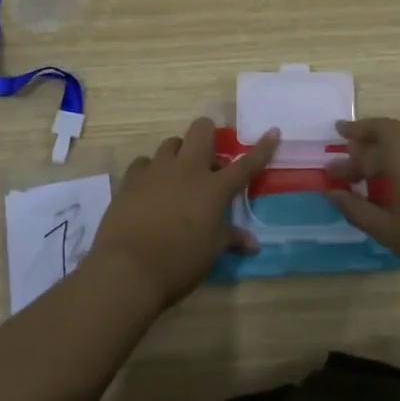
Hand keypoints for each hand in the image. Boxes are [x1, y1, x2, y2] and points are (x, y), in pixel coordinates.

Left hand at [89, 117, 279, 308]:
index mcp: (213, 189)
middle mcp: (187, 170)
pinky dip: (151, 171)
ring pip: (172, 143)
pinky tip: (149, 187)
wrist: (127, 270)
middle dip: (208, 135)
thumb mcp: (210, 253)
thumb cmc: (178, 264)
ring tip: (178, 175)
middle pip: (201, 130)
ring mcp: (157, 171)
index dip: (262, 148)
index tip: (272, 132)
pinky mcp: (131, 179)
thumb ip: (230, 239)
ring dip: (179, 154)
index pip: (245, 164)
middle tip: (208, 158)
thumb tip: (253, 243)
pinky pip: (144, 162)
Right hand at [328, 117, 399, 304]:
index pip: (365, 149)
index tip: (329, 172)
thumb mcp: (387, 230)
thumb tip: (331, 193)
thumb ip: (355, 208)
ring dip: (386, 146)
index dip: (345, 162)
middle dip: (364, 137)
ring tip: (370, 164)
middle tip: (345, 145)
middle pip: (387, 130)